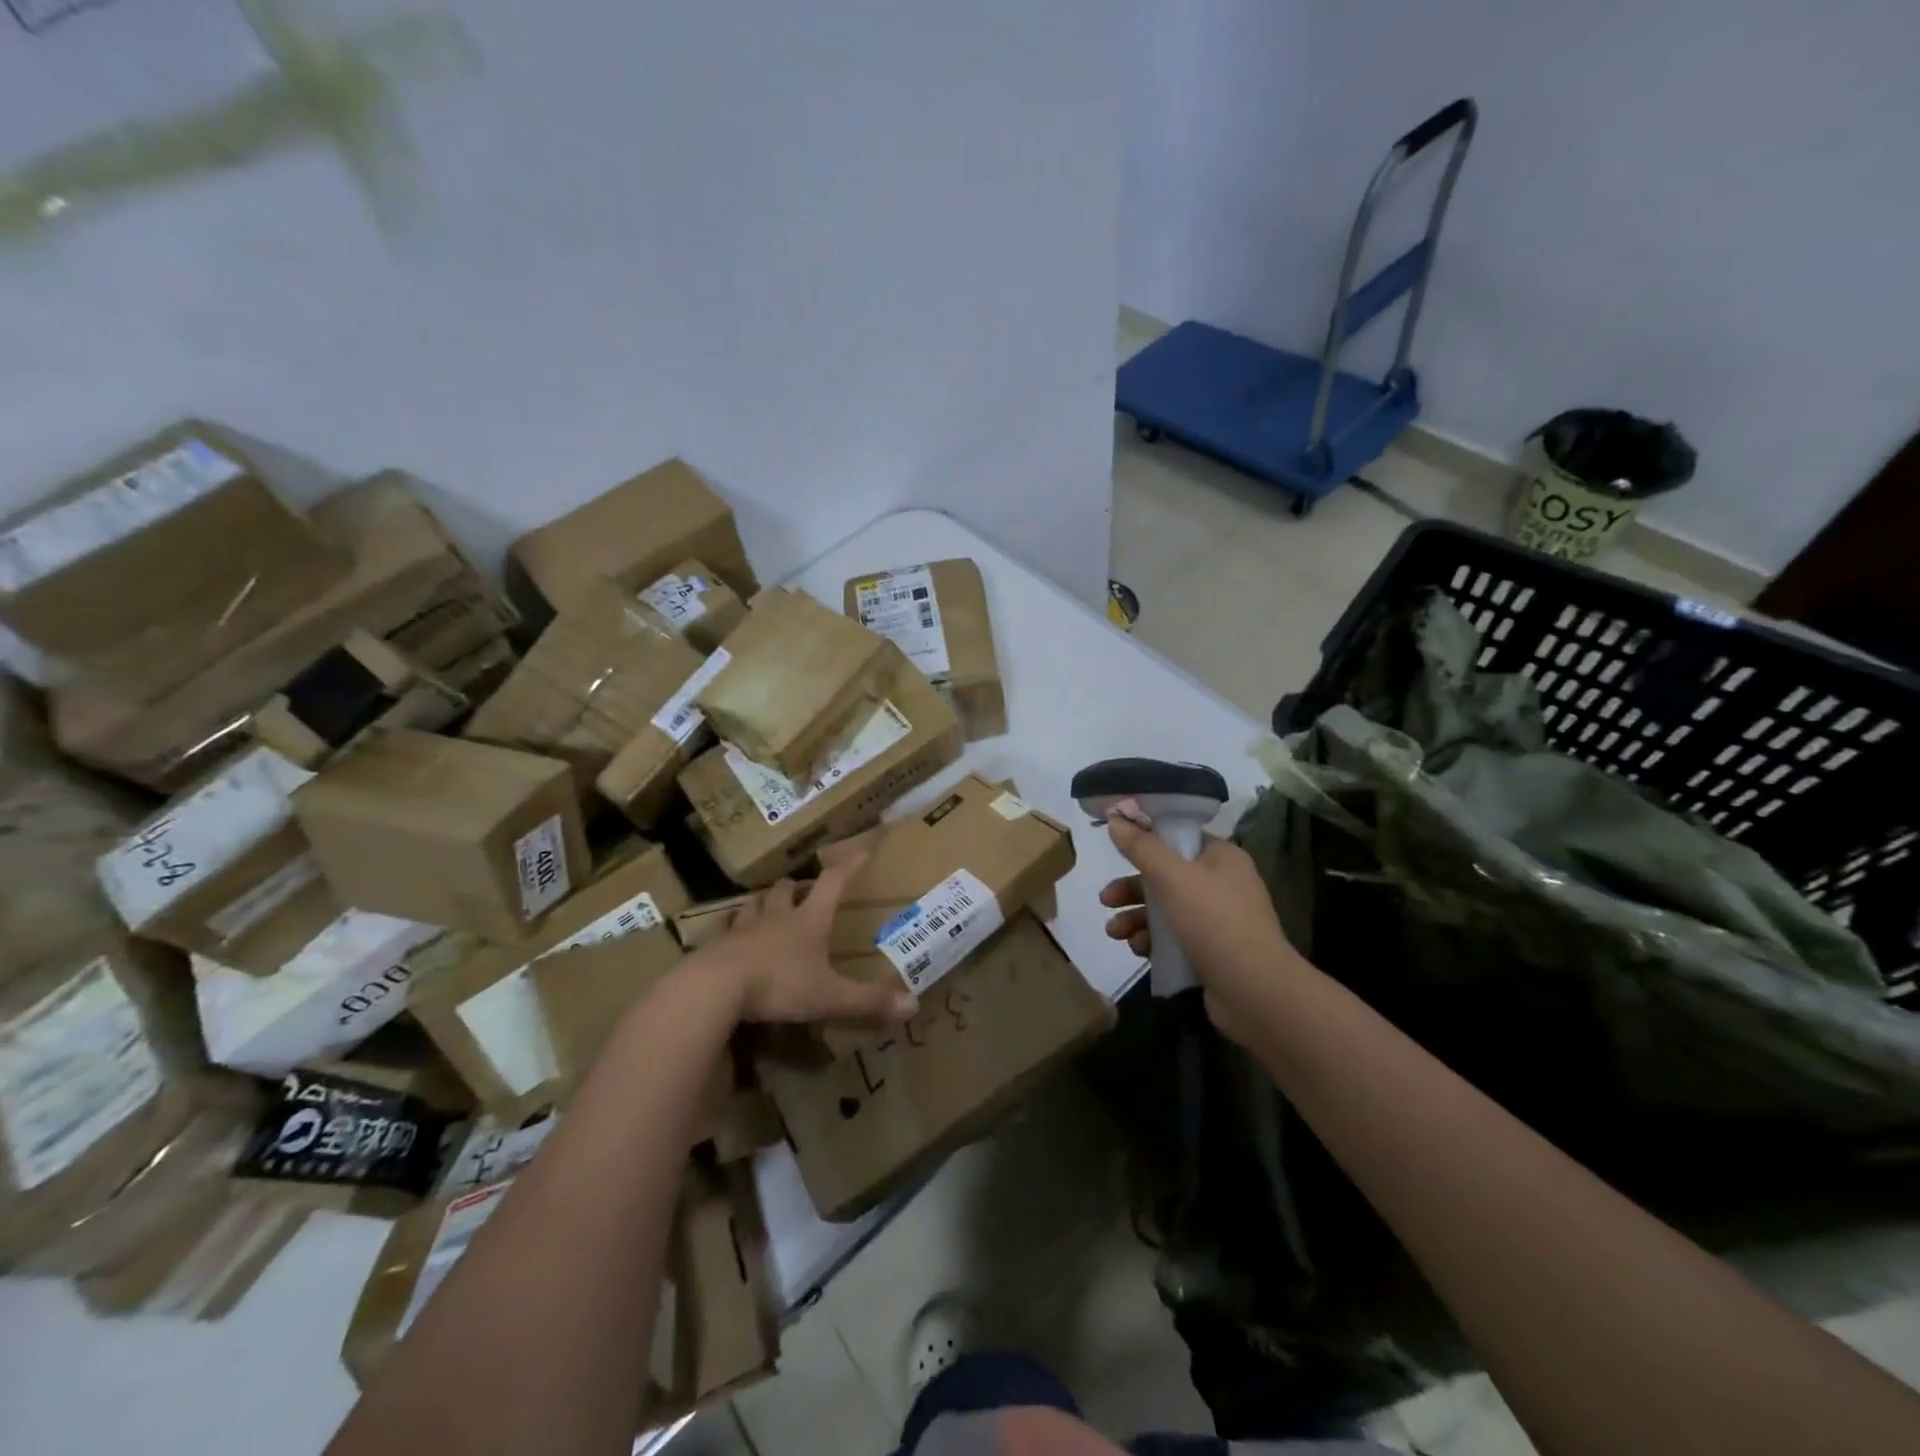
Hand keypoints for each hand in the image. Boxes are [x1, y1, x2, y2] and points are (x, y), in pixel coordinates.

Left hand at [701, 852, 918, 1027]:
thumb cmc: (778, 985)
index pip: (832, 883)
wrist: (714, 988)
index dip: (848, 866)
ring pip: (753, 903)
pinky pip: (722, 929)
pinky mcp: (714, 946)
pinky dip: (729, 927)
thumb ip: (868, 1002)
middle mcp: (776, 917)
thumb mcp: (829, 997)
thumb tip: (913, 1006)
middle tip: (803, 889)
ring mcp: (742, 929)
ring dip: (763, 901)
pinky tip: (728, 933)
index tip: (861, 850)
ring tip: (767, 904)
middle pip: (785, 889)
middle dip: (796, 886)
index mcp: (808, 921)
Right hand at [1098, 811, 1300, 1039]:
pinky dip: (1152, 941)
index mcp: (1221, 857)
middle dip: (1131, 889)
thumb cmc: (1214, 921)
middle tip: (1105, 900)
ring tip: (1114, 933)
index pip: (1178, 837)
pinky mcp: (1211, 951)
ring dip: (1135, 918)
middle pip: (1165, 876)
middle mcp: (1222, 884)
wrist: (1254, 992)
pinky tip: (1137, 950)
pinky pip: (1173, 938)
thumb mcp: (1172, 877)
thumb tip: (1115, 818)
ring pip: (1165, 909)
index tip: (1114, 847)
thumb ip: (1141, 848)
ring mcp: (1218, 920)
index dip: (1145, 840)